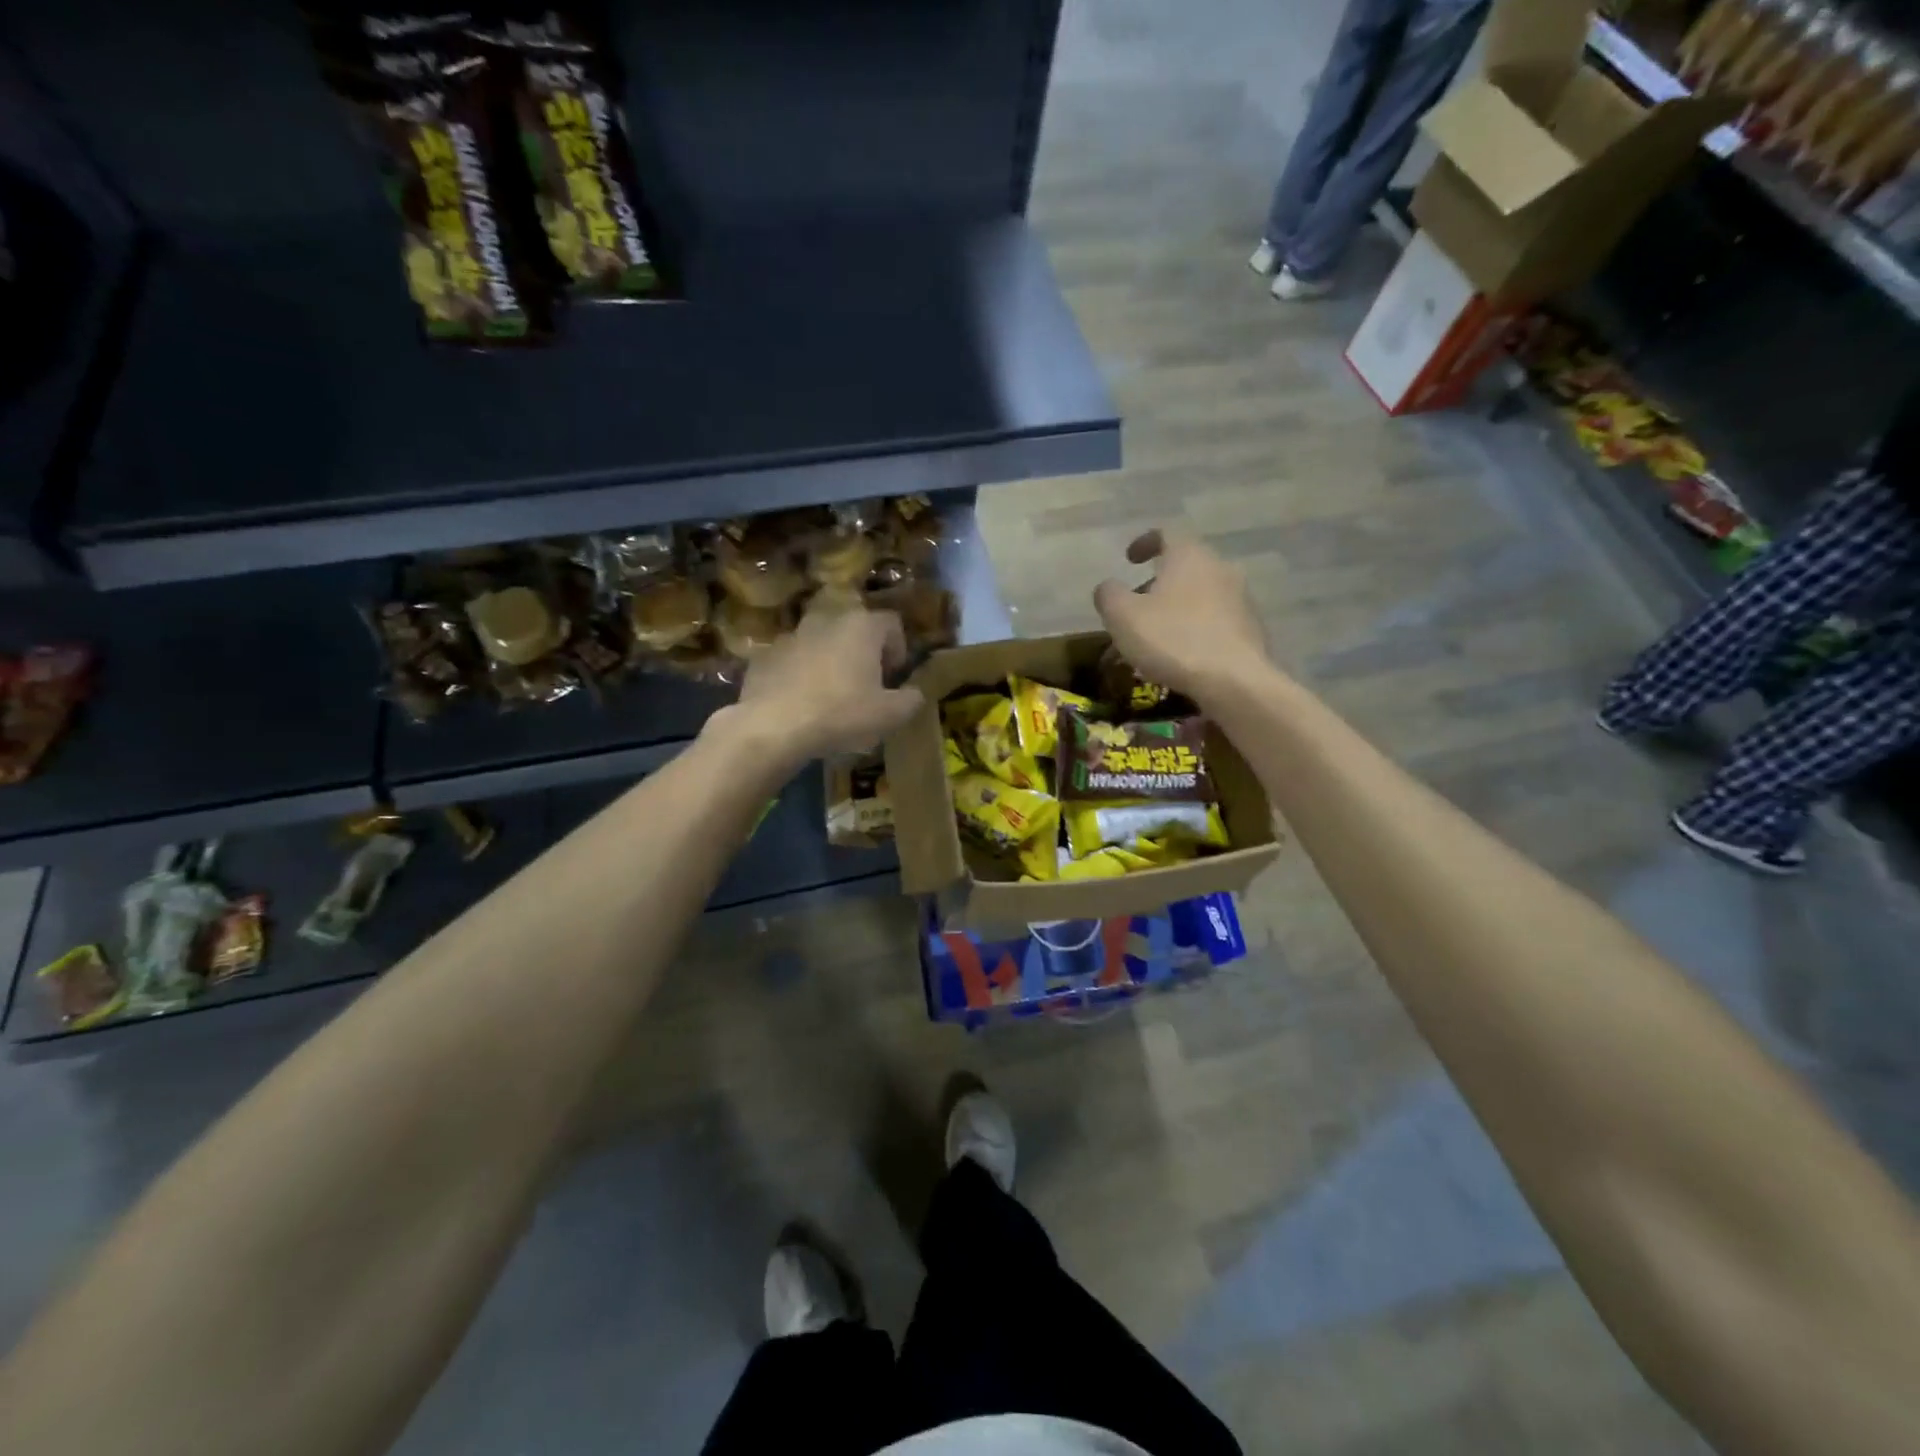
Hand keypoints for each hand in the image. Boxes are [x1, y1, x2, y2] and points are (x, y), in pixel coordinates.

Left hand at [719, 606, 924, 765]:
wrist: (772, 726)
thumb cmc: (841, 714)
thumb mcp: (889, 715)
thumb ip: (910, 700)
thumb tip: (914, 693)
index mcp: (861, 627)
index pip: (891, 622)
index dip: (898, 648)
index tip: (893, 676)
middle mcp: (826, 620)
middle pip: (853, 628)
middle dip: (862, 652)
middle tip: (865, 684)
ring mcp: (791, 636)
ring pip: (820, 642)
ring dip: (829, 661)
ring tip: (830, 695)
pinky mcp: (764, 656)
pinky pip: (791, 661)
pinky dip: (799, 675)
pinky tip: (800, 703)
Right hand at [1093, 528, 1269, 701]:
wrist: (1233, 681)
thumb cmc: (1172, 640)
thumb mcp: (1123, 617)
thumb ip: (1109, 595)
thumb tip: (1108, 587)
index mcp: (1189, 556)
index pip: (1166, 533)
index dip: (1144, 542)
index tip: (1129, 559)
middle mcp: (1220, 567)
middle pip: (1186, 564)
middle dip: (1159, 580)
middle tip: (1138, 603)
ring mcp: (1241, 597)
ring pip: (1202, 592)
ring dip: (1178, 605)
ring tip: (1158, 632)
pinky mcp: (1251, 627)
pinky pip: (1216, 618)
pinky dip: (1196, 626)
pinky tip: (1183, 651)